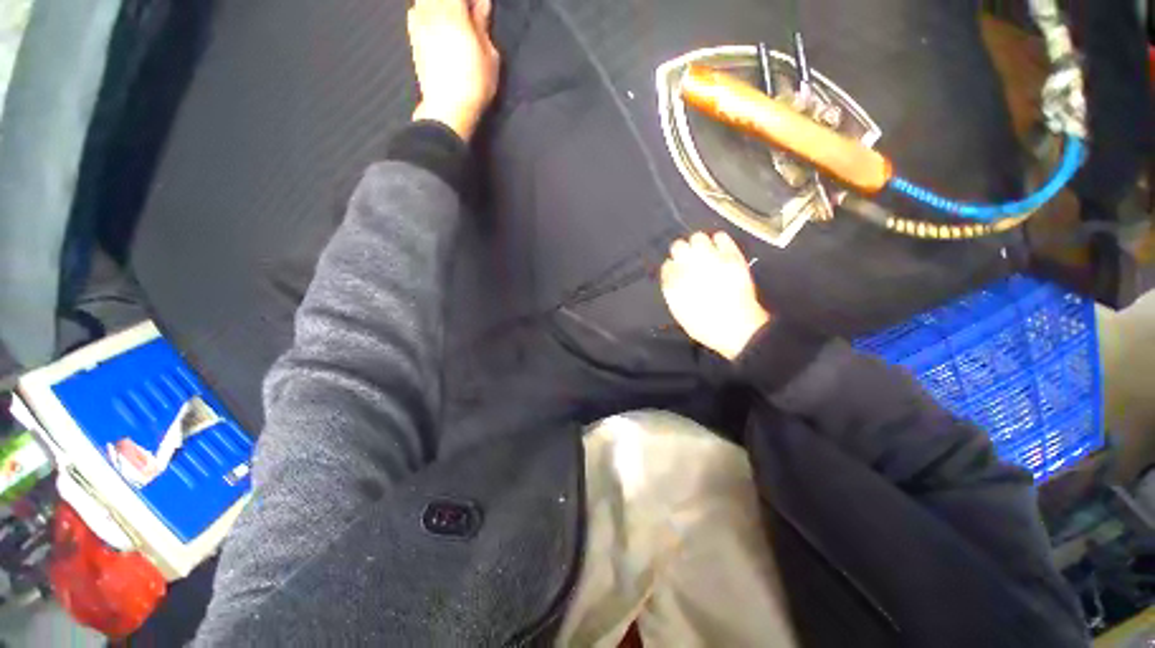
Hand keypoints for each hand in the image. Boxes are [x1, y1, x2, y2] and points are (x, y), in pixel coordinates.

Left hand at [408, 0, 499, 140]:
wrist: (447, 109)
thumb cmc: (474, 83)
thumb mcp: (490, 55)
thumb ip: (482, 24)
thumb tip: (481, 4)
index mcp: (450, 8)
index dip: (472, 1)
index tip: (480, 8)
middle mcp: (429, 9)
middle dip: (457, 5)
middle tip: (469, 17)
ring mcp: (417, 24)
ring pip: (424, 2)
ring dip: (440, 7)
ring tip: (455, 22)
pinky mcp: (412, 39)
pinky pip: (416, 12)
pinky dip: (427, 13)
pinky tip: (438, 27)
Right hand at [660, 232, 770, 360]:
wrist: (736, 326)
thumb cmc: (705, 325)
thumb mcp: (680, 312)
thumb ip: (674, 292)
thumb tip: (674, 278)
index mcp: (673, 281)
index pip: (667, 265)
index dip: (673, 268)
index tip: (678, 273)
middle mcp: (687, 266)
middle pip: (678, 246)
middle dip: (682, 252)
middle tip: (690, 260)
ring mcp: (710, 258)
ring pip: (698, 237)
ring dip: (699, 244)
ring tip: (705, 253)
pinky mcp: (730, 255)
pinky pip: (721, 237)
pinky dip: (719, 241)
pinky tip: (720, 248)